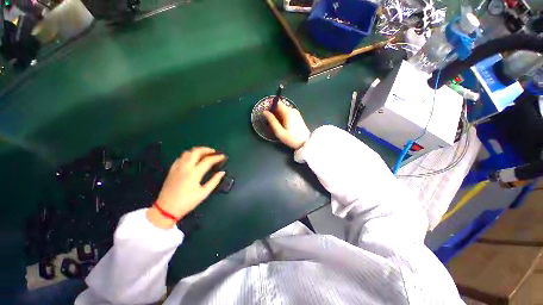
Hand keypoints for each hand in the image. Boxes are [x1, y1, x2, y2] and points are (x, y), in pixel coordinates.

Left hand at [147, 147, 225, 228]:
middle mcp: (185, 167)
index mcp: (194, 173)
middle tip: (214, 152)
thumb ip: (214, 181)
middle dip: (207, 149)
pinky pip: (180, 158)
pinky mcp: (172, 170)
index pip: (208, 160)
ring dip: (197, 151)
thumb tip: (222, 172)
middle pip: (196, 151)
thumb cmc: (187, 202)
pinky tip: (192, 160)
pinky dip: (188, 156)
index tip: (223, 156)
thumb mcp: (203, 193)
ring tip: (204, 154)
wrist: (166, 209)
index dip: (217, 157)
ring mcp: (177, 167)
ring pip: (187, 152)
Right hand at [263, 101, 310, 149]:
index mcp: (288, 112)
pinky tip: (283, 126)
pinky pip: (287, 113)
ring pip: (283, 110)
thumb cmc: (292, 138)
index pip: (277, 102)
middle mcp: (292, 110)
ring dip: (278, 116)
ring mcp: (295, 112)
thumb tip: (265, 112)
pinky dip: (283, 117)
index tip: (267, 114)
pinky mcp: (297, 116)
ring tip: (277, 126)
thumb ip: (272, 121)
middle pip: (279, 107)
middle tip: (271, 123)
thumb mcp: (280, 132)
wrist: (305, 143)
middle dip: (274, 113)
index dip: (270, 106)